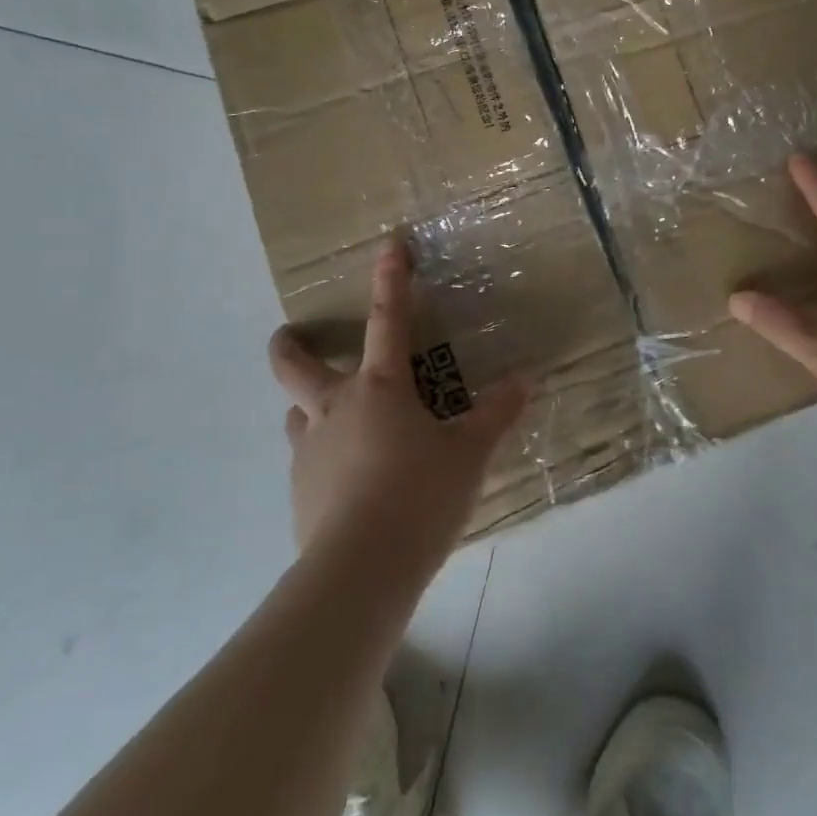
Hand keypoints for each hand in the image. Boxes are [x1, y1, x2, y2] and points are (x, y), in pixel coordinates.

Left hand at [268, 239, 528, 568]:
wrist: (360, 570)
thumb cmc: (420, 496)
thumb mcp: (469, 454)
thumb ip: (497, 414)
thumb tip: (526, 380)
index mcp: (379, 387)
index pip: (387, 319)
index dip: (390, 279)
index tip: (389, 245)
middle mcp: (335, 407)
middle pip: (295, 364)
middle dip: (290, 345)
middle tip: (291, 337)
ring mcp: (309, 450)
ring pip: (297, 413)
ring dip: (310, 406)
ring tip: (335, 418)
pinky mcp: (299, 491)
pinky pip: (307, 458)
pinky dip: (323, 455)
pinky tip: (348, 480)